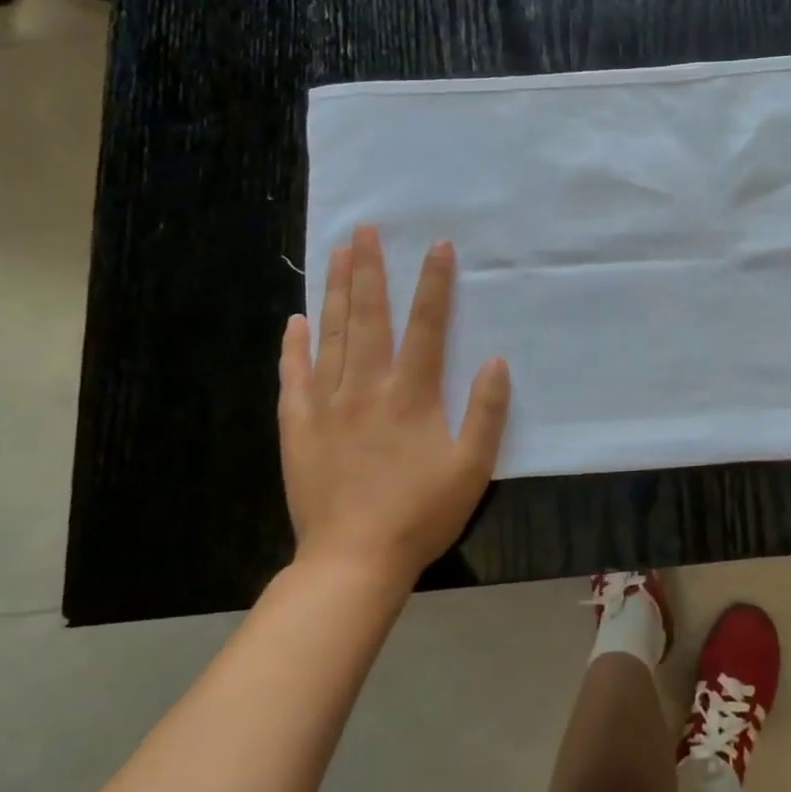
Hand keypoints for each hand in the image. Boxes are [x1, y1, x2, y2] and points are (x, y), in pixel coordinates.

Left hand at [278, 226, 510, 580]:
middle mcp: (366, 388)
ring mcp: (326, 405)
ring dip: (337, 292)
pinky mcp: (298, 427)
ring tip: (337, 254)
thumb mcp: (473, 468)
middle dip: (369, 270)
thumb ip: (487, 412)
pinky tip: (296, 320)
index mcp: (411, 395)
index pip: (426, 326)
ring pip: (332, 336)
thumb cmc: (421, 513)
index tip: (437, 245)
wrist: (353, 561)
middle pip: (369, 318)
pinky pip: (294, 377)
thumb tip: (496, 361)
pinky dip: (295, 346)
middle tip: (364, 230)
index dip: (434, 283)